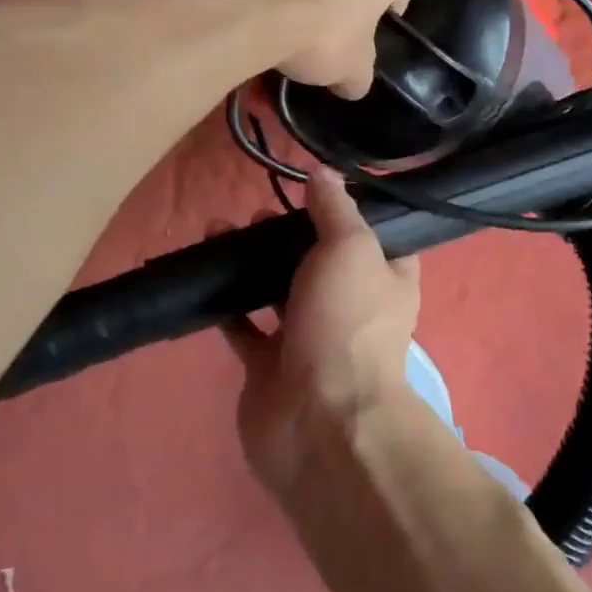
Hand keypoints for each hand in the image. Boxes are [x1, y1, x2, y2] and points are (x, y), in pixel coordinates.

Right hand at [222, 168, 418, 492]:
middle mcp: (351, 307)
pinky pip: (245, 325)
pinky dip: (227, 301)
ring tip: (219, 231)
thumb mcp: (351, 248)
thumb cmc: (346, 323)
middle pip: (317, 259)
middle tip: (258, 212)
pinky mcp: (270, 364)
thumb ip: (335, 208)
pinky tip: (206, 273)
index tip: (316, 188)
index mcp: (386, 280)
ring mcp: (309, 337)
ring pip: (277, 287)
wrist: (318, 420)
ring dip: (251, 260)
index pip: (375, 236)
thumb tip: (323, 171)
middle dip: (287, 233)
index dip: (349, 211)